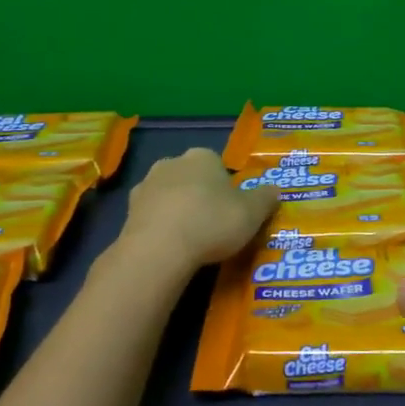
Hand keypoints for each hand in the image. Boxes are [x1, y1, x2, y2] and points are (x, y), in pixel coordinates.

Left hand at [120, 147, 276, 270]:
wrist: (159, 249)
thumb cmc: (212, 222)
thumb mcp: (252, 213)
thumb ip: (266, 198)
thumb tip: (276, 189)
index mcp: (203, 156)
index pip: (218, 165)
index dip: (226, 188)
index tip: (232, 211)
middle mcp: (172, 162)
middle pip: (192, 177)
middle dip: (200, 195)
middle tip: (213, 225)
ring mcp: (146, 185)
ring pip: (169, 195)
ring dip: (178, 210)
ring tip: (190, 239)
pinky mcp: (129, 210)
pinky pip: (152, 215)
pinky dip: (160, 226)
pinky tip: (170, 247)